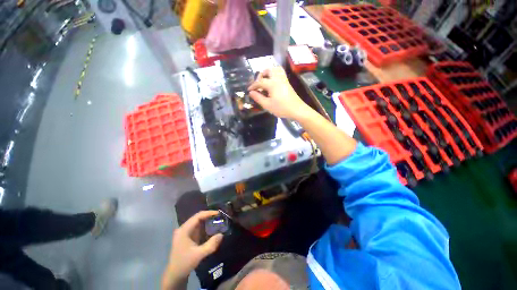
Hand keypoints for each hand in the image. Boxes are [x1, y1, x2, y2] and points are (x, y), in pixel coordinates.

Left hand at [162, 211, 223, 289]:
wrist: (175, 275)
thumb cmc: (185, 263)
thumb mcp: (199, 255)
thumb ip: (211, 245)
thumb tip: (221, 234)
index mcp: (184, 230)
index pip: (198, 216)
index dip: (208, 213)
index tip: (218, 213)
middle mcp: (183, 228)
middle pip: (197, 218)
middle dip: (209, 216)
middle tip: (220, 217)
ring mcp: (184, 232)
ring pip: (197, 222)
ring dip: (207, 221)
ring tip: (217, 220)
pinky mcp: (187, 237)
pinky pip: (197, 228)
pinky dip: (204, 226)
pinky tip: (211, 228)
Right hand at [248, 67, 311, 119]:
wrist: (297, 110)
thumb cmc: (281, 108)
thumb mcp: (267, 105)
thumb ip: (258, 98)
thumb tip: (251, 93)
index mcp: (272, 83)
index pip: (259, 82)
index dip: (253, 86)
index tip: (248, 90)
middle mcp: (278, 78)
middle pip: (268, 70)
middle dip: (261, 75)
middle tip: (258, 84)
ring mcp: (284, 79)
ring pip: (275, 69)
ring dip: (268, 73)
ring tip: (264, 81)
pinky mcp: (287, 82)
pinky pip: (280, 73)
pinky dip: (274, 74)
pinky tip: (272, 83)